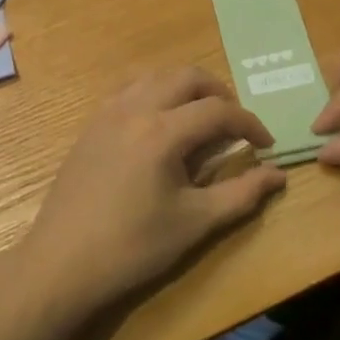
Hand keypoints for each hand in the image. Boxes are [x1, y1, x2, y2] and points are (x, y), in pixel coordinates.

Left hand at [21, 69, 285, 313]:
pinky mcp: (92, 124)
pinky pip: (130, 89)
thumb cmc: (133, 247)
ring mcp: (108, 112)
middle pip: (186, 77)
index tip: (266, 144)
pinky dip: (156, 93)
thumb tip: (277, 175)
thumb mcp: (195, 224)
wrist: (62, 263)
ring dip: (185, 88)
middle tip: (234, 123)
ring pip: (156, 76)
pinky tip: (161, 124)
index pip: (218, 110)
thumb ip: (241, 194)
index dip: (249, 123)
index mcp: (162, 131)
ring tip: (201, 118)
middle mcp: (135, 108)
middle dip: (218, 93)